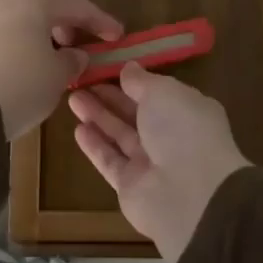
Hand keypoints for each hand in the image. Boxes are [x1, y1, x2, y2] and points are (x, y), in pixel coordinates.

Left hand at [0, 0, 122, 138]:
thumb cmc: (20, 88)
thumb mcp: (57, 78)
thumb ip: (71, 61)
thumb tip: (75, 54)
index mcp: (34, 3)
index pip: (77, 6)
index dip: (99, 20)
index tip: (115, 35)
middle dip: (55, 12)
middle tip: (67, 39)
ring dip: (15, 10)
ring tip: (25, 35)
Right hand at [68, 63, 250, 257]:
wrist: (189, 194)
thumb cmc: (182, 130)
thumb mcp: (163, 92)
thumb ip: (142, 81)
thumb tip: (129, 68)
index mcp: (187, 111)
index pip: (158, 93)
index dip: (133, 82)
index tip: (107, 68)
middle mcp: (171, 137)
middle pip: (136, 114)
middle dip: (110, 98)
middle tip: (81, 82)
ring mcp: (150, 164)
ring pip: (120, 135)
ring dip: (98, 117)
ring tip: (72, 99)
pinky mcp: (130, 186)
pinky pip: (110, 161)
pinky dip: (95, 145)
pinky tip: (77, 129)